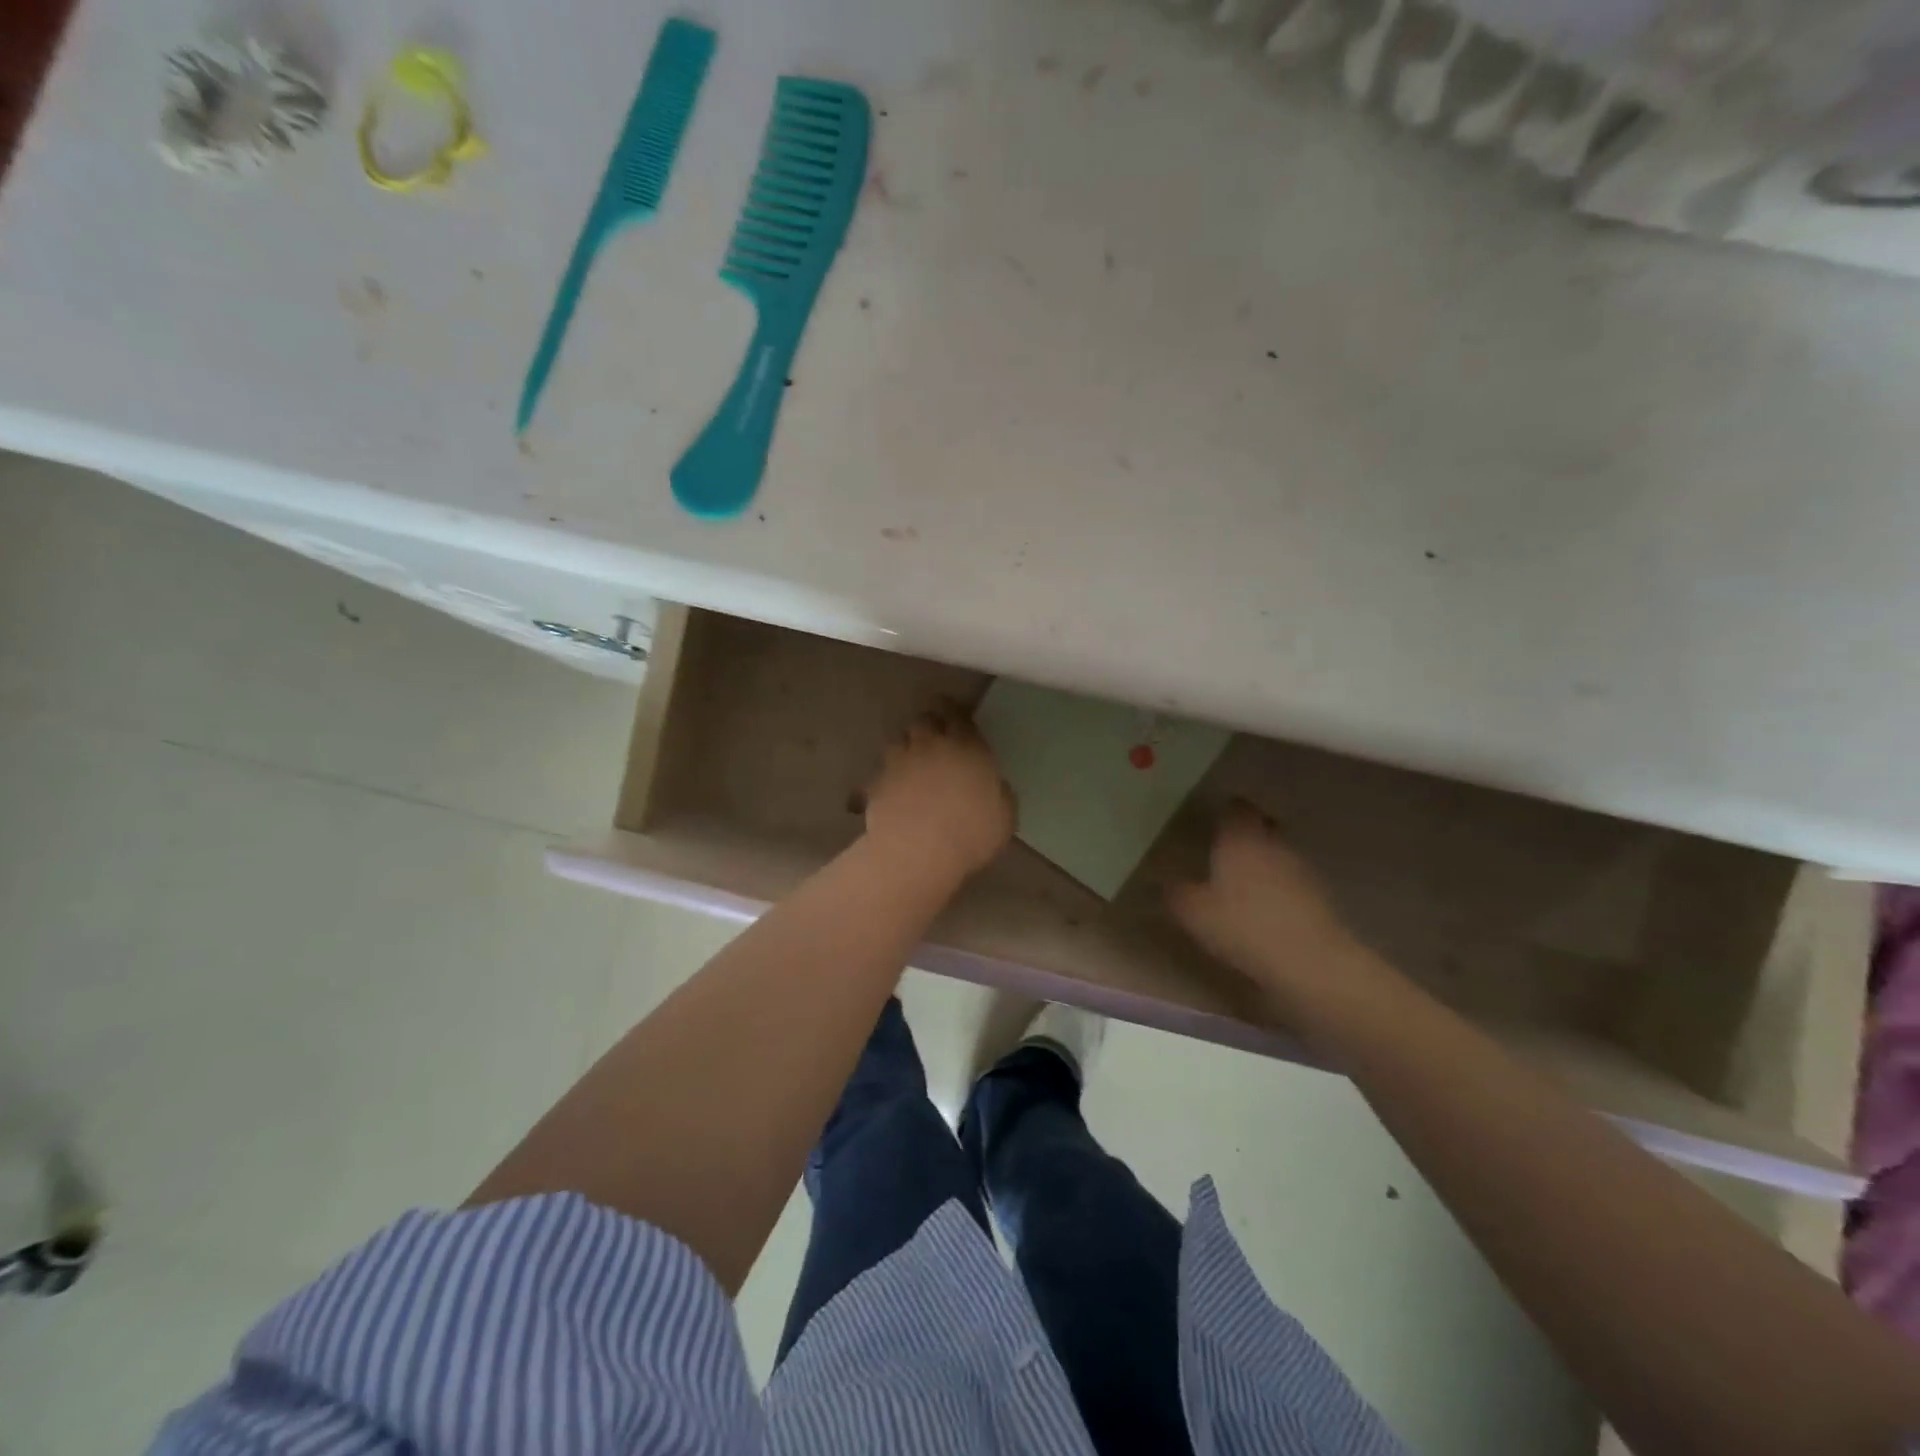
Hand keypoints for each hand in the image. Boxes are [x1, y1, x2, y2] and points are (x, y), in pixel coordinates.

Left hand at [863, 703, 1015, 879]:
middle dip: (929, 726)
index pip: (957, 714)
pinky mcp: (876, 784)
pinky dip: (887, 780)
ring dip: (906, 749)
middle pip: (923, 720)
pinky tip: (892, 795)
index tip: (954, 715)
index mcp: (966, 746)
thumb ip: (999, 793)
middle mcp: (929, 745)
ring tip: (912, 767)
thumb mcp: (1005, 816)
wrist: (918, 853)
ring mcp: (898, 762)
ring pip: (899, 742)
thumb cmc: (971, 833)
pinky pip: (881, 774)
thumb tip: (994, 787)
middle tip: (935, 740)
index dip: (954, 711)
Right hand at [1168, 802, 1361, 995]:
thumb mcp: (1193, 913)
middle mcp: (1273, 842)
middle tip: (1223, 853)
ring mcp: (1301, 867)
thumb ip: (1175, 891)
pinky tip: (1267, 910)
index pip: (1236, 808)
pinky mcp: (1320, 894)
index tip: (1212, 823)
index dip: (1225, 812)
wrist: (1309, 961)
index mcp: (1240, 837)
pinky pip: (1293, 880)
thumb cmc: (1242, 925)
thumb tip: (1160, 879)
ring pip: (1278, 853)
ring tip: (1244, 885)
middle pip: (1261, 827)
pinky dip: (1280, 888)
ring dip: (1264, 863)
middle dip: (1245, 837)